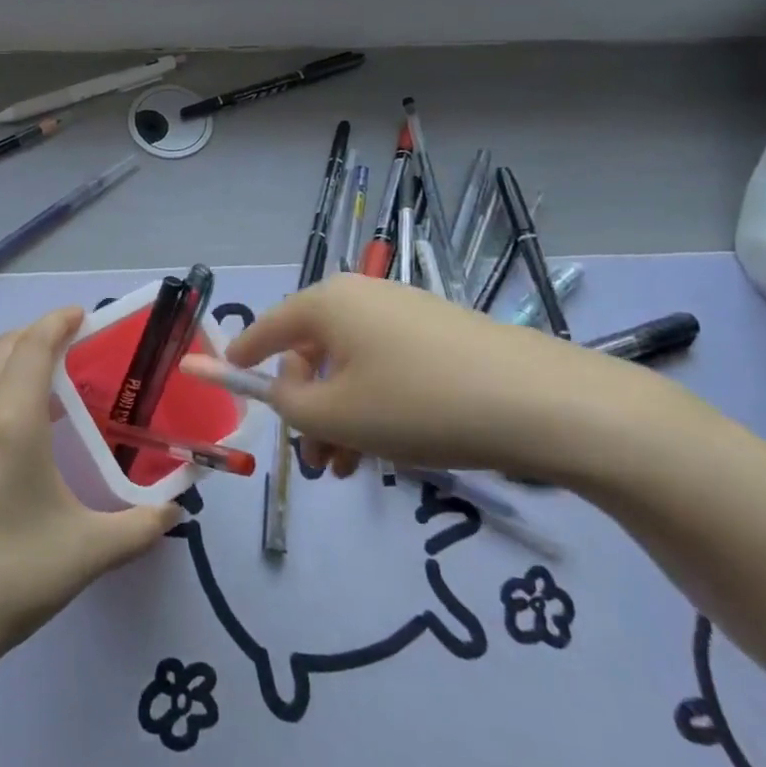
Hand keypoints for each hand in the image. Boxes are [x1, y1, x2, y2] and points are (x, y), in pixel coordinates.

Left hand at [0, 307, 181, 675]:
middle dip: (33, 334)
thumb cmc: (11, 576)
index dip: (55, 323)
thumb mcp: (87, 552)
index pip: (31, 349)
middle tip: (67, 341)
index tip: (81, 314)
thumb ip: (140, 527)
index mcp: (11, 423)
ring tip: (34, 373)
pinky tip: (1, 422)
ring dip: (3, 356)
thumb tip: (175, 512)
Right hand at [222, 274, 670, 483]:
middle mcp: (363, 297)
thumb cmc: (419, 404)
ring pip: (352, 367)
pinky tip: (393, 449)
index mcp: (328, 302)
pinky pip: (388, 368)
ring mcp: (406, 313)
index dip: (241, 356)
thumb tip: (273, 387)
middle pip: (312, 351)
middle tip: (314, 460)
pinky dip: (376, 405)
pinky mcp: (442, 335)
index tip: (221, 376)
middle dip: (305, 407)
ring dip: (341, 417)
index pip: (266, 327)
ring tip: (352, 469)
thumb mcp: (336, 414)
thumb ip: (287, 402)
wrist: (544, 403)